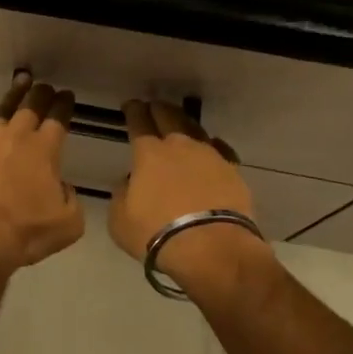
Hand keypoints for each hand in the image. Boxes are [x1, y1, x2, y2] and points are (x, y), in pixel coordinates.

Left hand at [0, 72, 85, 271]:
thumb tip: (61, 186)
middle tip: (45, 86)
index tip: (66, 95)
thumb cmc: (26, 232)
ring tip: (20, 83)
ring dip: (14, 95)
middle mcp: (18, 135)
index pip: (58, 118)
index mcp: (46, 149)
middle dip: (41, 93)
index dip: (64, 104)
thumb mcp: (68, 223)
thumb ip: (70, 198)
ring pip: (4, 108)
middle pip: (32, 105)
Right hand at [110, 100, 272, 295]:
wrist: (211, 248)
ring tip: (180, 124)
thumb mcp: (120, 219)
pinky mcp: (233, 171)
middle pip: (169, 116)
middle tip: (153, 106)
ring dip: (185, 124)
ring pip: (196, 129)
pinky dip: (212, 147)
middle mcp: (180, 146)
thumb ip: (122, 194)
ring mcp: (210, 156)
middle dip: (158, 109)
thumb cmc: (156, 233)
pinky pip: (220, 150)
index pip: (139, 122)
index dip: (133, 111)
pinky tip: (211, 149)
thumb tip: (131, 182)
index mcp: (149, 153)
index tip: (131, 106)